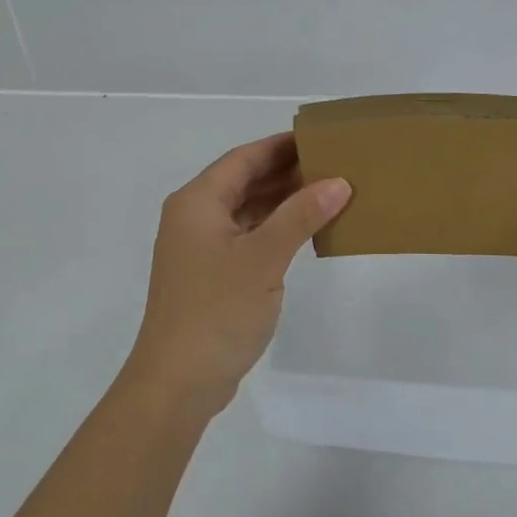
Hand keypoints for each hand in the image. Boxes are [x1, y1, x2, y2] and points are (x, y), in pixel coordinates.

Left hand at [127, 134, 350, 410]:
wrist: (178, 381)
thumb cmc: (217, 311)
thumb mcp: (263, 259)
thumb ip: (300, 216)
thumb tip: (338, 182)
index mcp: (197, 202)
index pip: (243, 158)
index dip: (280, 145)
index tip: (318, 136)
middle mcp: (193, 217)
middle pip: (243, 182)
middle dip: (285, 172)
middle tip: (333, 163)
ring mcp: (200, 248)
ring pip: (246, 211)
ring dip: (282, 202)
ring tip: (328, 192)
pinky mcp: (210, 275)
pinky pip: (246, 237)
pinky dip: (273, 230)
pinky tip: (305, 231)